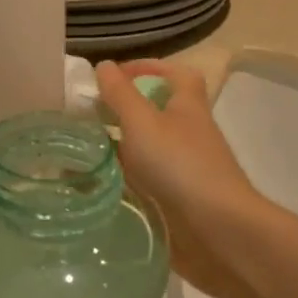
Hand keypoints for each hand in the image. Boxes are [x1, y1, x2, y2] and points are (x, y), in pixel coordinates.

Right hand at [96, 59, 265, 297]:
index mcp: (187, 107)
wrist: (218, 231)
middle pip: (158, 112)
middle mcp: (188, 134)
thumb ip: (120, 94)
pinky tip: (95, 185)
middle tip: (87, 115)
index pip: (176, 74)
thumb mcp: (142, 122)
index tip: (114, 76)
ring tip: (80, 150)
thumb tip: (103, 65)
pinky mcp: (176, 200)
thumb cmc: (180, 166)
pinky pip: (144, 182)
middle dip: (124, 110)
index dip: (148, 68)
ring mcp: (184, 169)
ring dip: (119, 147)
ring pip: (147, 148)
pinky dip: (121, 180)